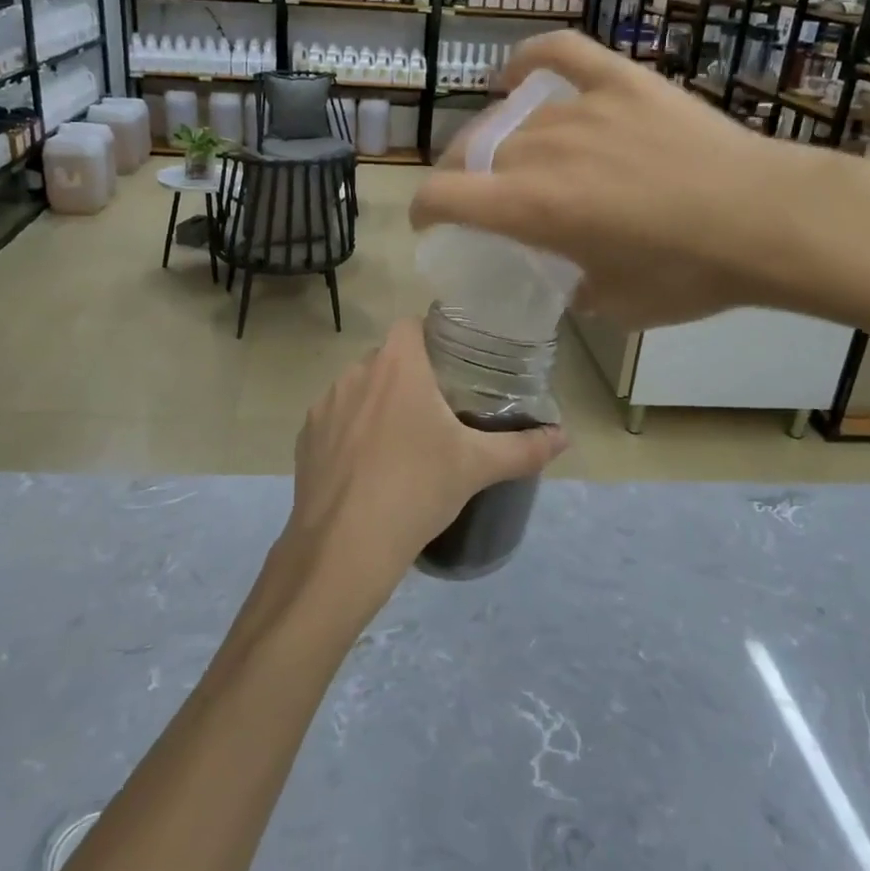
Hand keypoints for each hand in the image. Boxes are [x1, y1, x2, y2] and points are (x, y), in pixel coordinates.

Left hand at [279, 318, 565, 621]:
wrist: (345, 546)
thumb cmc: (416, 489)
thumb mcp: (477, 467)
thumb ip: (524, 448)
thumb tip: (564, 437)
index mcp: (397, 365)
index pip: (413, 324)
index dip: (433, 337)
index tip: (454, 365)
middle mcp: (355, 372)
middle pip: (387, 359)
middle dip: (410, 376)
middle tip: (438, 410)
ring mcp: (324, 405)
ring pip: (359, 389)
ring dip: (378, 404)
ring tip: (402, 441)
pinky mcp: (305, 437)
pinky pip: (335, 420)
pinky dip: (351, 432)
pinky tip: (368, 467)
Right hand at [409, 31, 824, 327]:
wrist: (768, 220)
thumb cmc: (688, 274)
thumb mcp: (615, 304)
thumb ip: (573, 287)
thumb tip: (569, 277)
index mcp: (530, 208)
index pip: (442, 195)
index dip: (423, 210)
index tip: (431, 223)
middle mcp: (541, 150)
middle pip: (471, 152)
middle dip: (461, 178)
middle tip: (480, 197)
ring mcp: (582, 109)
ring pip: (512, 119)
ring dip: (499, 141)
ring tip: (513, 155)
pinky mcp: (621, 82)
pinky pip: (560, 54)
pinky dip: (530, 60)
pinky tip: (519, 76)